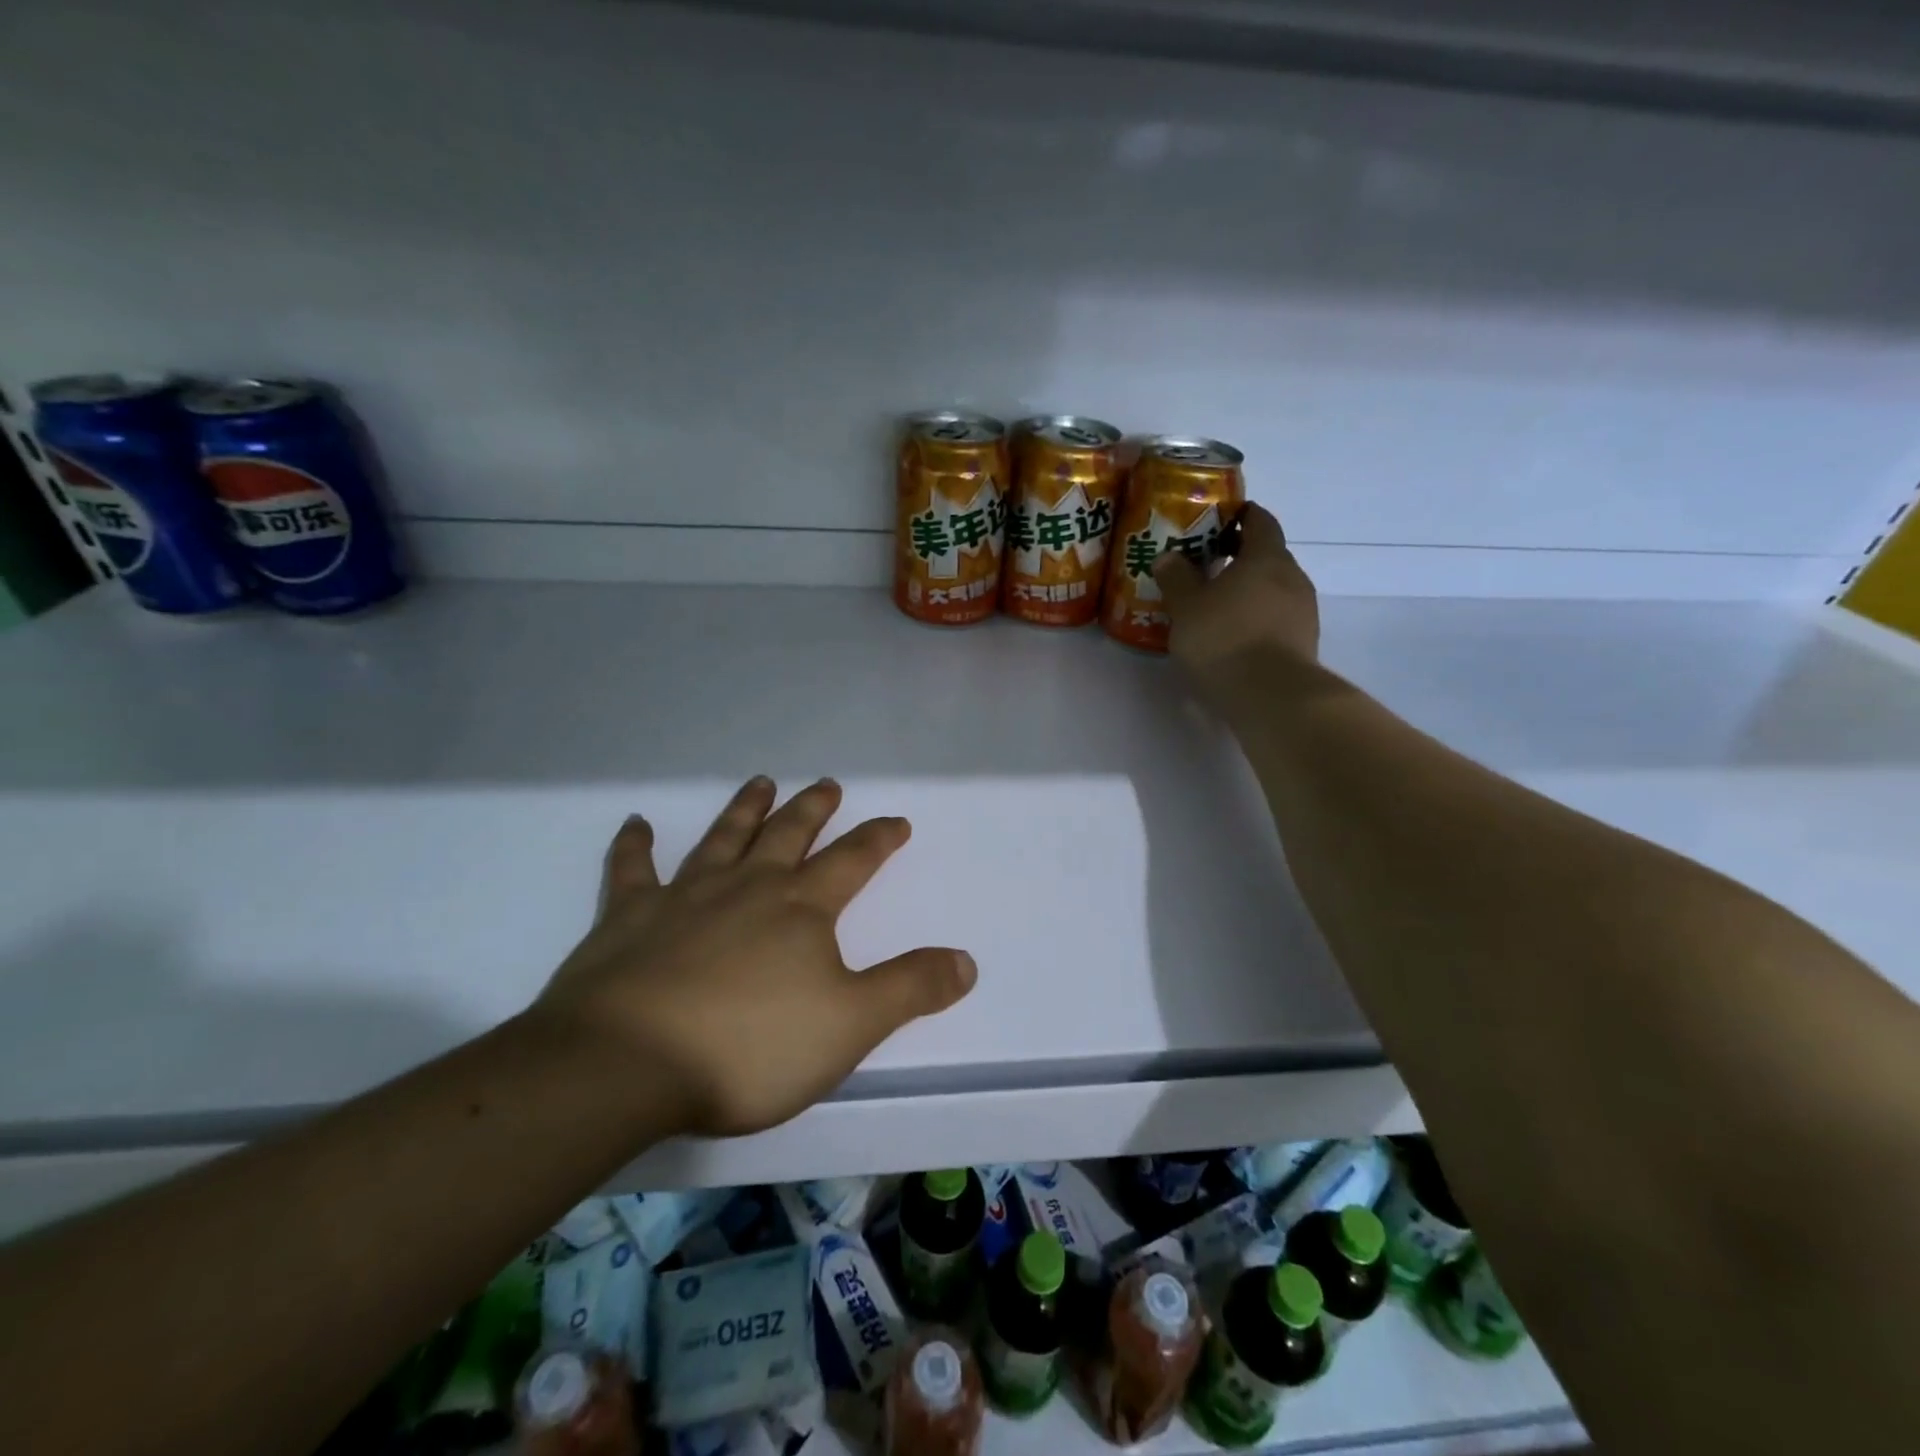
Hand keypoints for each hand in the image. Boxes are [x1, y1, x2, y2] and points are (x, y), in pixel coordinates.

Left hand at [533, 778, 976, 1137]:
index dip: (878, 839)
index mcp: (800, 908)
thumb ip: (910, 988)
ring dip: (744, 809)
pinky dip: (634, 845)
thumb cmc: (750, 1046)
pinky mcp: (627, 918)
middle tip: (826, 784)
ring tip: (761, 783)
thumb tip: (967, 960)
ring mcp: (684, 897)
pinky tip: (635, 823)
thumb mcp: (850, 1025)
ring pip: (722, 838)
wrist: (627, 1064)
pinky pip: (632, 870)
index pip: (851, 861)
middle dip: (812, 809)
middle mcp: (747, 887)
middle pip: (788, 835)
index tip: (896, 821)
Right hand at [1152, 503, 1319, 687]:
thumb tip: (1168, 556)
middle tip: (1206, 566)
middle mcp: (1292, 577)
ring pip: (1273, 589)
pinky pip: (1277, 618)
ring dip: (1248, 591)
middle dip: (1239, 557)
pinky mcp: (1303, 642)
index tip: (1218, 520)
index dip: (1241, 516)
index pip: (1260, 521)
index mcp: (1266, 557)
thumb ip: (1176, 577)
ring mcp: (1303, 611)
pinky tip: (1233, 635)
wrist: (1271, 696)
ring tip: (1216, 606)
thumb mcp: (1186, 607)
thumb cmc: (1225, 638)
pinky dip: (1256, 618)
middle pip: (1267, 556)